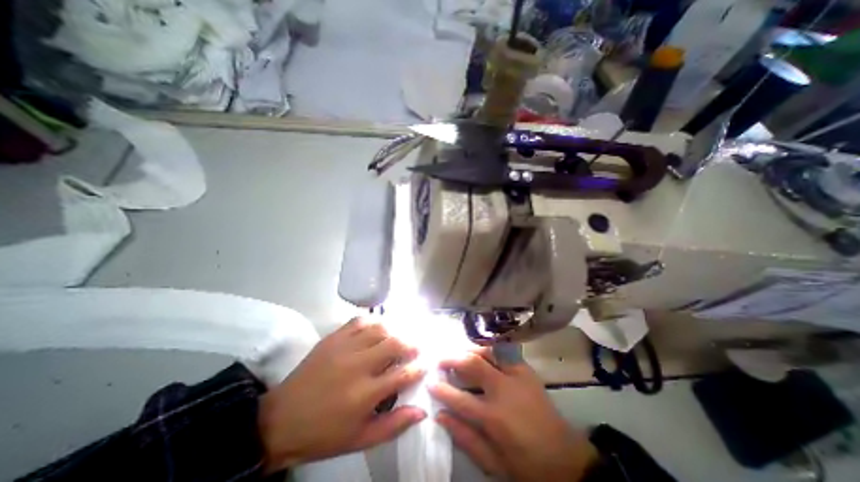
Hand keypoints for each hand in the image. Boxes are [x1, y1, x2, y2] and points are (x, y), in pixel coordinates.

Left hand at [258, 318, 426, 472]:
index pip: (403, 374)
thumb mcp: (361, 439)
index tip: (425, 365)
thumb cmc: (324, 433)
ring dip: (394, 331)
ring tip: (398, 338)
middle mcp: (358, 365)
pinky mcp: (333, 338)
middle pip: (394, 344)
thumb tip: (422, 411)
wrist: (281, 420)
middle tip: (415, 348)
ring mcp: (344, 347)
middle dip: (411, 344)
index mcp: (366, 394)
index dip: (418, 368)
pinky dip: (372, 322)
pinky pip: (359, 321)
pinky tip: (377, 328)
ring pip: (379, 329)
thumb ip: (394, 425)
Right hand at [429, 349, 599, 481]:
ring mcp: (517, 376)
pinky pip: (504, 351)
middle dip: (452, 358)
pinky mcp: (527, 370)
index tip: (429, 382)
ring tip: (459, 354)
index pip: (459, 398)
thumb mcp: (493, 462)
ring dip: (470, 350)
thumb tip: (440, 415)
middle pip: (472, 364)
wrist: (566, 459)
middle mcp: (504, 390)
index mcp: (494, 417)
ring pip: (488, 351)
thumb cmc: (526, 464)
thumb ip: (465, 438)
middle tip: (440, 360)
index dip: (441, 389)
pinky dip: (489, 349)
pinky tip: (482, 353)